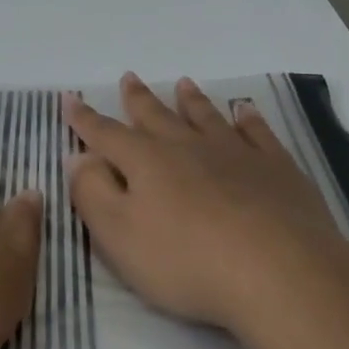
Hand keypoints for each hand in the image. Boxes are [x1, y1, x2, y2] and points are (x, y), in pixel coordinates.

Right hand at [64, 73, 346, 335]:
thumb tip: (78, 158)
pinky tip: (244, 110)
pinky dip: (248, 118)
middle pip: (156, 116)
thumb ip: (93, 194)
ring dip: (191, 100)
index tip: (70, 99)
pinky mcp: (275, 167)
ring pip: (205, 116)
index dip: (85, 119)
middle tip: (129, 77)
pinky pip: (257, 132)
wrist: (278, 270)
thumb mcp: (120, 236)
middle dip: (138, 99)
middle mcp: (187, 146)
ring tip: (183, 83)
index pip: (106, 135)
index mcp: (146, 162)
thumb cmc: (187, 260)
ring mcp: (235, 152)